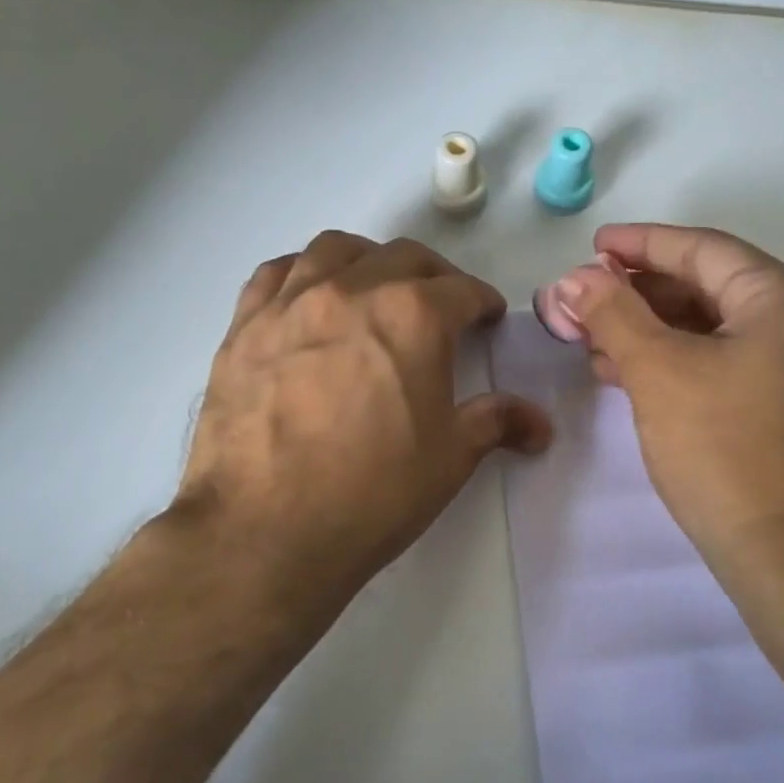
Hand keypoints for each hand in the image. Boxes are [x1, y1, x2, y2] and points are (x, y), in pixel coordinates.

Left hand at [170, 232, 551, 635]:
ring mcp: (291, 302)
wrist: (263, 533)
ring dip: (368, 260)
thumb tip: (540, 423)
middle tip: (442, 308)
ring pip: (336, 249)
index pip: (463, 290)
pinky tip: (309, 299)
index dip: (483, 303)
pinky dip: (303, 273)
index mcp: (413, 316)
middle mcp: (352, 290)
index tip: (488, 318)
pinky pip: (276, 273)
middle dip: (434, 276)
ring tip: (375, 289)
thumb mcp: (449, 458)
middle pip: (404, 258)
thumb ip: (496, 423)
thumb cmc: (372, 494)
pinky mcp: (243, 326)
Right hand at [551, 224, 783, 587]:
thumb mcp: (657, 370)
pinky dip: (678, 362)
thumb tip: (575, 278)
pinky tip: (631, 375)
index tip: (593, 246)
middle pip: (710, 287)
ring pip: (715, 330)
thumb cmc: (724, 449)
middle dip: (640, 293)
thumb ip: (613, 313)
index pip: (702, 250)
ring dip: (653, 330)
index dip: (640, 244)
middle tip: (586, 298)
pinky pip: (727, 365)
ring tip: (596, 339)